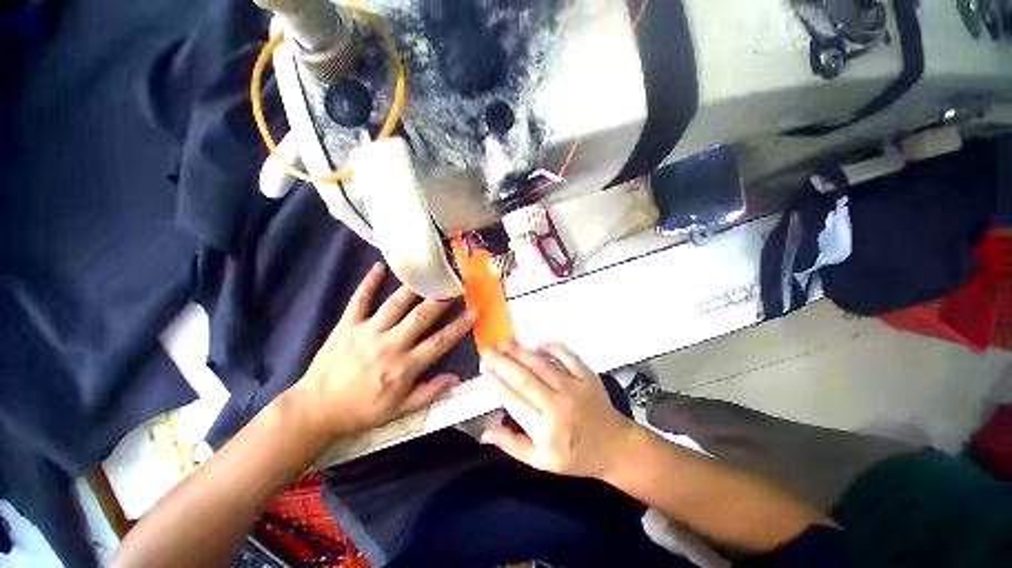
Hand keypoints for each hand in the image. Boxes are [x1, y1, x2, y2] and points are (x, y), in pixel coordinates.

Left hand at [291, 263, 475, 439]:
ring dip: (415, 287)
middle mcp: (390, 344)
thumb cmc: (362, 410)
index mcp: (404, 366)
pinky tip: (379, 266)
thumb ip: (429, 392)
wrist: (316, 410)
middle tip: (457, 284)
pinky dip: (369, 282)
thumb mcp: (399, 410)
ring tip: (430, 273)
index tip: (475, 311)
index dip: (460, 326)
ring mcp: (367, 331)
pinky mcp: (347, 325)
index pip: (440, 342)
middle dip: (443, 299)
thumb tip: (456, 377)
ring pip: (396, 304)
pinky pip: (359, 299)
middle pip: (422, 316)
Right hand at [480, 342, 636, 479]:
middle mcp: (558, 406)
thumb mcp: (541, 462)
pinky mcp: (587, 376)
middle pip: (524, 379)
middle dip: (502, 362)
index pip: (514, 400)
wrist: (614, 447)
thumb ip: (512, 445)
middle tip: (487, 351)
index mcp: (545, 430)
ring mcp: (575, 388)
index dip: (497, 383)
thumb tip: (484, 432)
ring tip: (505, 344)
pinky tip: (538, 344)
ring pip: (542, 365)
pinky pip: (567, 356)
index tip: (484, 369)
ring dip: (521, 352)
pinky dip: (552, 348)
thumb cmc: (574, 456)